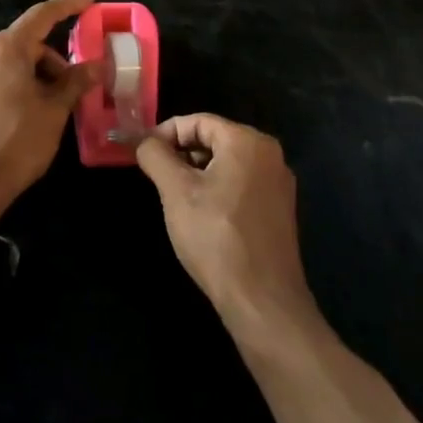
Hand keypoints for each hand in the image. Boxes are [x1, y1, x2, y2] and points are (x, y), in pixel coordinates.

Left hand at [0, 0, 98, 207]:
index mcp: (6, 48)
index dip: (67, 5)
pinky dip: (20, 87)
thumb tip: (96, 66)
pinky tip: (32, 116)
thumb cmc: (15, 143)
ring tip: (56, 108)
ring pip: (12, 64)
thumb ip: (75, 83)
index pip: (42, 14)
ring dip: (38, 76)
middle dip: (55, 59)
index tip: (89, 2)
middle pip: (27, 43)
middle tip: (78, 85)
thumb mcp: (53, 112)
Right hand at [135, 114, 315, 330]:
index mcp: (248, 141)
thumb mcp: (176, 192)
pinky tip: (202, 216)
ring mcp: (278, 183)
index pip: (198, 121)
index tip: (143, 154)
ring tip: (176, 199)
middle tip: (157, 179)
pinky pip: (242, 184)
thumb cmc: (216, 237)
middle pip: (214, 139)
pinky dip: (217, 189)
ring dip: (198, 174)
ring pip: (227, 163)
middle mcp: (269, 154)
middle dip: (182, 154)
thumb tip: (143, 141)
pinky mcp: (279, 209)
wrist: (262, 301)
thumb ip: (155, 156)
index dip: (165, 133)